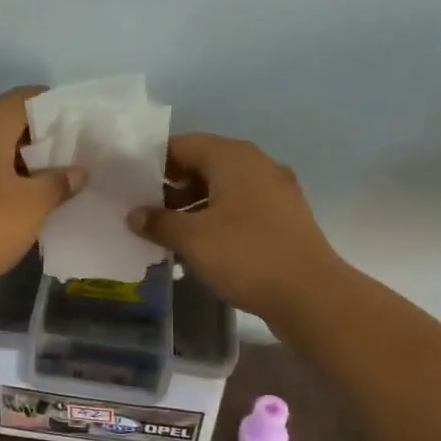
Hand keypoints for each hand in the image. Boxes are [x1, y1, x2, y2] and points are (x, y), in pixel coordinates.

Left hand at [0, 87, 84, 289]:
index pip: (25, 97)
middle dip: (34, 134)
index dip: (54, 108)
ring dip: (12, 154)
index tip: (77, 129)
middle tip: (64, 156)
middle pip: (3, 116)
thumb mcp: (33, 205)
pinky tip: (9, 194)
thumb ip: (59, 182)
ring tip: (41, 178)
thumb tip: (77, 171)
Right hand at [127, 134, 341, 319]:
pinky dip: (217, 220)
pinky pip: (240, 209)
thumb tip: (134, 214)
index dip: (152, 162)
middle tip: (143, 210)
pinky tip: (199, 248)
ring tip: (165, 233)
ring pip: (222, 189)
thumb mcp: (192, 239)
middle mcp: (256, 164)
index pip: (182, 145)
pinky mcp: (284, 218)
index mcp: (233, 157)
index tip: (129, 184)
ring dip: (193, 207)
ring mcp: (275, 191)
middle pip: (203, 165)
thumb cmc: (246, 256)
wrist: (312, 296)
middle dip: (171, 187)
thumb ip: (158, 222)